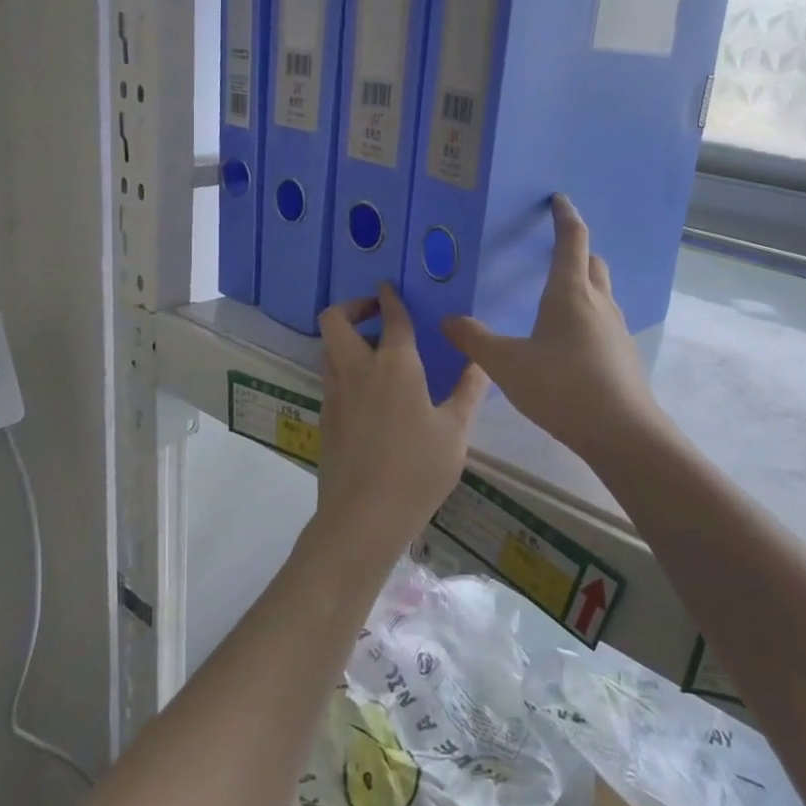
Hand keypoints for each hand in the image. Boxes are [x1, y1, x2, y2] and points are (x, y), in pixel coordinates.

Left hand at [316, 283, 489, 555]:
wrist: (363, 518)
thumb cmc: (417, 470)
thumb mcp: (455, 432)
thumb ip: (468, 391)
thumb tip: (480, 361)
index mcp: (395, 365)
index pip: (391, 317)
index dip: (390, 297)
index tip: (389, 287)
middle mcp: (358, 370)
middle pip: (335, 320)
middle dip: (352, 306)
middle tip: (376, 314)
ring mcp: (335, 394)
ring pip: (328, 349)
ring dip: (346, 338)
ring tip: (375, 352)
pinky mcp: (325, 418)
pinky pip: (331, 377)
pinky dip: (345, 368)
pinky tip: (370, 394)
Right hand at [442, 195, 667, 461]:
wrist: (622, 432)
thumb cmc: (562, 387)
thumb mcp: (507, 365)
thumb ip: (475, 341)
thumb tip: (446, 320)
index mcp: (570, 292)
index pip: (572, 240)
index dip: (565, 217)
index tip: (558, 200)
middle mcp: (598, 302)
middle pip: (593, 262)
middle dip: (576, 251)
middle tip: (553, 253)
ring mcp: (616, 328)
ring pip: (601, 292)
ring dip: (584, 284)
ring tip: (557, 297)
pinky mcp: (623, 353)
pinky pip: (604, 320)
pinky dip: (588, 315)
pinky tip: (569, 341)